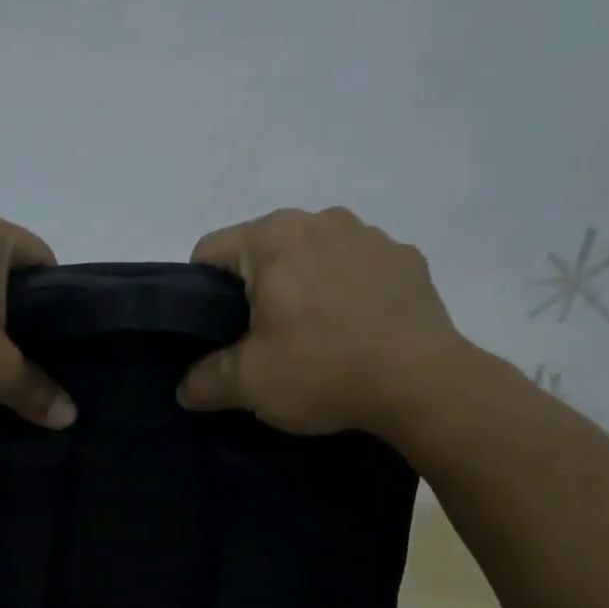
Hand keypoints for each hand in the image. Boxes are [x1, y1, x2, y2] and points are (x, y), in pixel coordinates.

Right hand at [177, 207, 468, 438]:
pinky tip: (357, 330)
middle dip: (256, 288)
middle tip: (262, 339)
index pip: (210, 251)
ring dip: (305, 284)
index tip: (214, 331)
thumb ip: (205, 381)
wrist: (423, 384)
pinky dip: (349, 290)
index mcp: (273, 237)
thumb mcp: (249, 384)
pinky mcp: (407, 259)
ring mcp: (371, 235)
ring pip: (314, 254)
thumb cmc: (323, 370)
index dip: (199, 292)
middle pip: (264, 250)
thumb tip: (185, 388)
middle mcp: (321, 219)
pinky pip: (359, 268)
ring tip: (315, 335)